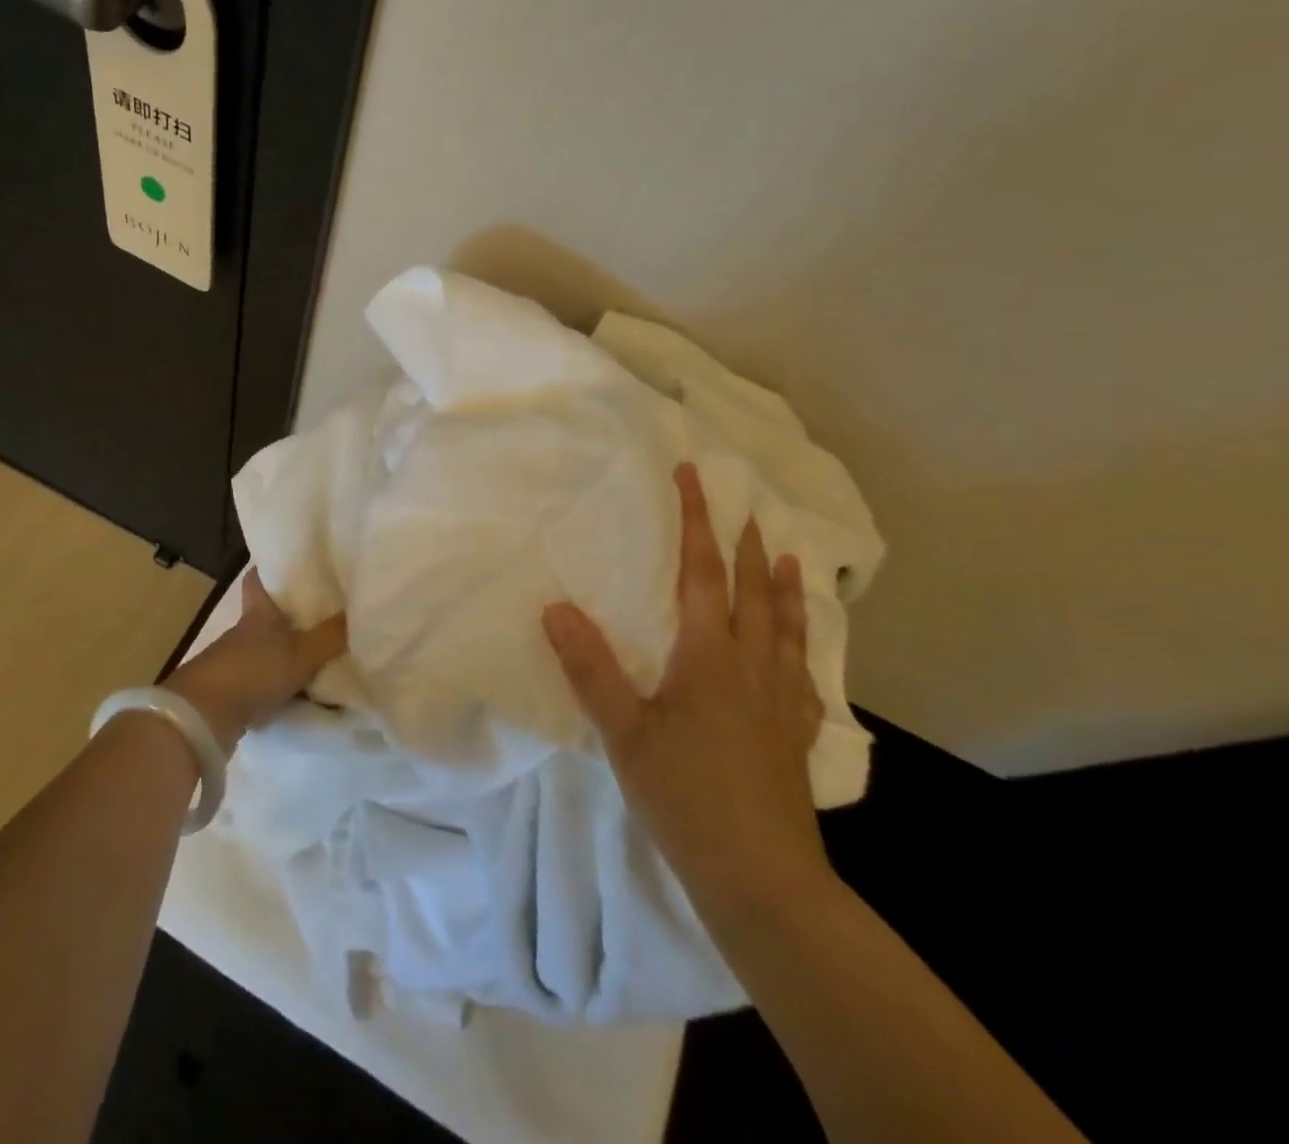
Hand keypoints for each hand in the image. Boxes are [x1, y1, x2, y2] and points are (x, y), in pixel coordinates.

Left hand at [164, 569, 346, 753]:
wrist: (204, 717)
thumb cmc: (253, 670)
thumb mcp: (301, 653)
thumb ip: (331, 636)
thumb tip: (363, 612)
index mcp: (258, 613)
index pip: (257, 580)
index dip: (269, 569)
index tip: (289, 562)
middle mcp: (245, 633)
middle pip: (268, 617)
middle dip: (292, 617)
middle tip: (326, 614)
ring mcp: (237, 663)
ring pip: (268, 651)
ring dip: (290, 655)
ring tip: (325, 657)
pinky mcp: (235, 693)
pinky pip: (267, 683)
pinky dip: (284, 686)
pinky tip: (307, 694)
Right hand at [541, 463, 830, 912]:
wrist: (761, 879)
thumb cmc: (684, 797)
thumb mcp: (623, 733)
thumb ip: (591, 668)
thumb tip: (556, 607)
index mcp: (709, 657)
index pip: (701, 573)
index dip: (696, 522)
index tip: (694, 477)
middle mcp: (751, 666)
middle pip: (752, 591)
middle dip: (746, 543)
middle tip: (747, 506)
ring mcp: (781, 701)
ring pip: (786, 627)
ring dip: (785, 586)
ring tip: (790, 556)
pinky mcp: (794, 734)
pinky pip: (802, 672)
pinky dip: (800, 644)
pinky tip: (800, 650)